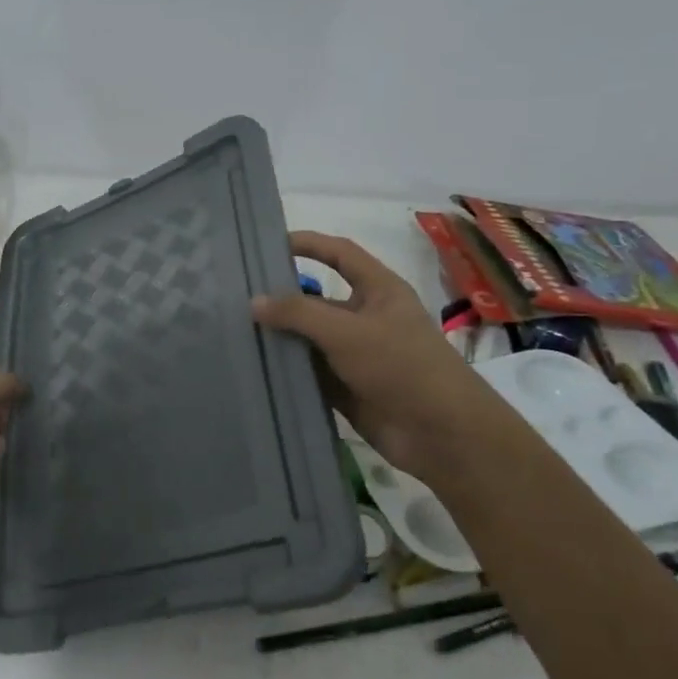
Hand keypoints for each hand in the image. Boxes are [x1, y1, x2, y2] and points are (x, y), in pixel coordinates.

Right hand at [251, 232, 496, 478]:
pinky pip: (310, 373)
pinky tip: (254, 368)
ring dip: (281, 338)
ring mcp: (356, 355)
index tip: (269, 244)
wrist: (442, 434)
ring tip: (235, 332)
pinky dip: (287, 371)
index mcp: (379, 290)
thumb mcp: (348, 331)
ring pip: (310, 339)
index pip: (340, 254)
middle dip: (283, 298)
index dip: (309, 244)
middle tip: (237, 296)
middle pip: (318, 299)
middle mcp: (367, 318)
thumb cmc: (402, 366)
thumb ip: (299, 313)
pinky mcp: (348, 388)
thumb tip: (254, 301)